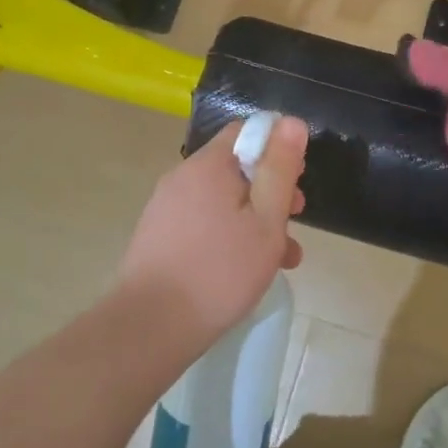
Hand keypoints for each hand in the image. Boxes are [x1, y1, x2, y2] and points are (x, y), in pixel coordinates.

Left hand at [114, 116, 308, 351]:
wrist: (150, 326)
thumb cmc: (220, 271)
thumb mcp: (266, 220)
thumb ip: (279, 169)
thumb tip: (291, 121)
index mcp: (208, 165)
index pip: (246, 132)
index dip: (278, 148)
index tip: (298, 179)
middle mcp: (182, 178)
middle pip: (236, 168)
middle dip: (271, 191)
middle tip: (296, 221)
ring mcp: (166, 208)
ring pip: (223, 201)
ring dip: (256, 220)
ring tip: (282, 258)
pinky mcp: (159, 237)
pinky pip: (204, 223)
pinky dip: (230, 236)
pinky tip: (247, 270)